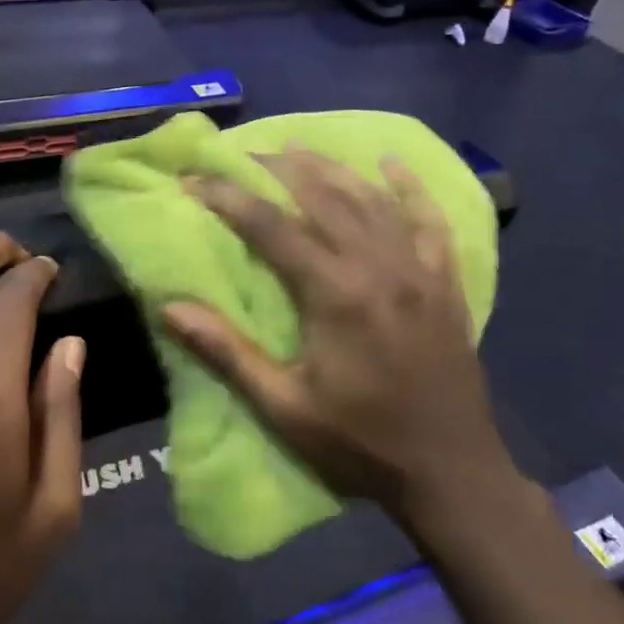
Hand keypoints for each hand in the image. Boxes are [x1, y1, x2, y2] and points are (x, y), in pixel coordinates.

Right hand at [161, 152, 521, 536]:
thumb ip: (227, 353)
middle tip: (241, 154)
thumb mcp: (284, 409)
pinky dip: (409, 188)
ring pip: (371, 200)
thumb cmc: (360, 444)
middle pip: (323, 198)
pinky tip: (390, 164)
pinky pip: (429, 221)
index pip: (272, 227)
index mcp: (336, 296)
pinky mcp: (445, 283)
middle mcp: (379, 267)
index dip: (229, 198)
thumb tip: (170, 308)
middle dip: (277, 170)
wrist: (453, 474)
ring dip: (331, 169)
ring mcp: (419, 271)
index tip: (193, 180)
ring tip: (297, 148)